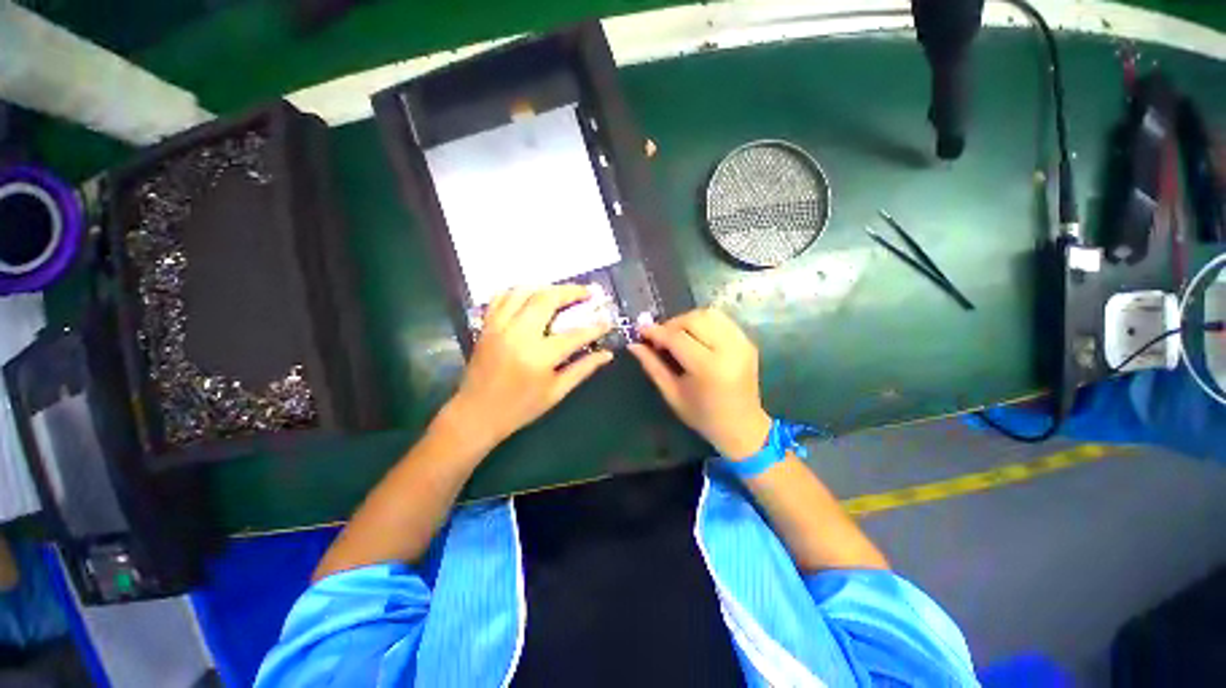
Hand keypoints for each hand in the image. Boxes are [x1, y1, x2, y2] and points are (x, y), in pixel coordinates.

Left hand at [447, 285, 612, 449]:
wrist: (476, 414)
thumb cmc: (520, 408)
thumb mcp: (556, 392)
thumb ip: (582, 369)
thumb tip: (607, 354)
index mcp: (539, 356)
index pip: (575, 334)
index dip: (595, 327)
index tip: (607, 322)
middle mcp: (518, 334)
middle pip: (546, 299)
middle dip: (571, 291)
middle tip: (587, 292)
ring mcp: (499, 327)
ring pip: (523, 291)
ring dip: (546, 287)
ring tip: (562, 293)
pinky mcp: (486, 326)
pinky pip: (501, 297)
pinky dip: (518, 292)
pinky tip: (531, 296)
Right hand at [628, 308, 771, 458]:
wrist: (742, 427)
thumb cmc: (703, 416)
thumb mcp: (672, 394)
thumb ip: (652, 366)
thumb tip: (633, 344)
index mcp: (709, 368)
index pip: (677, 338)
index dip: (656, 332)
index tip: (640, 331)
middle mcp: (729, 350)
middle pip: (694, 319)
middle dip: (671, 324)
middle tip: (659, 338)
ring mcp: (742, 343)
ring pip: (709, 314)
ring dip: (687, 320)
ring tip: (676, 335)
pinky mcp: (747, 341)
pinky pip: (721, 320)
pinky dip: (703, 322)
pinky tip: (695, 336)